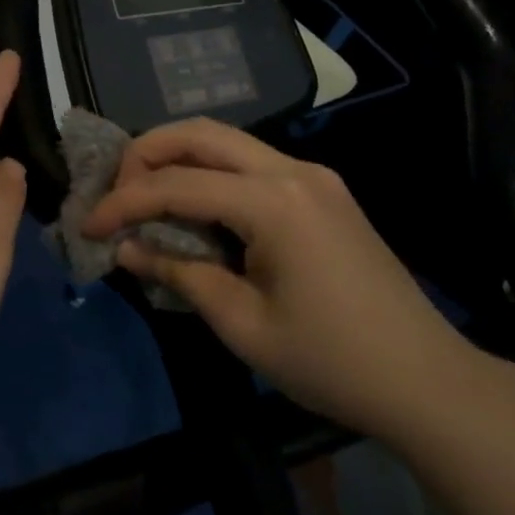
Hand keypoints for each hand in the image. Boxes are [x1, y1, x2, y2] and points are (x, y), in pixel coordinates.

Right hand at [83, 118, 472, 439]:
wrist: (427, 380)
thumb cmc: (331, 361)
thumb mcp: (243, 324)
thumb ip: (180, 273)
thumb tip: (127, 248)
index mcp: (274, 201)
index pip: (177, 184)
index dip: (124, 202)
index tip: (87, 226)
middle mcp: (293, 169)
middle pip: (201, 134)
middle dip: (146, 153)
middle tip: (114, 191)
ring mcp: (313, 175)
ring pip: (227, 141)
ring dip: (178, 158)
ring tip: (143, 195)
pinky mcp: (323, 190)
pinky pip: (252, 163)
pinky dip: (211, 174)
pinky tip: (194, 207)